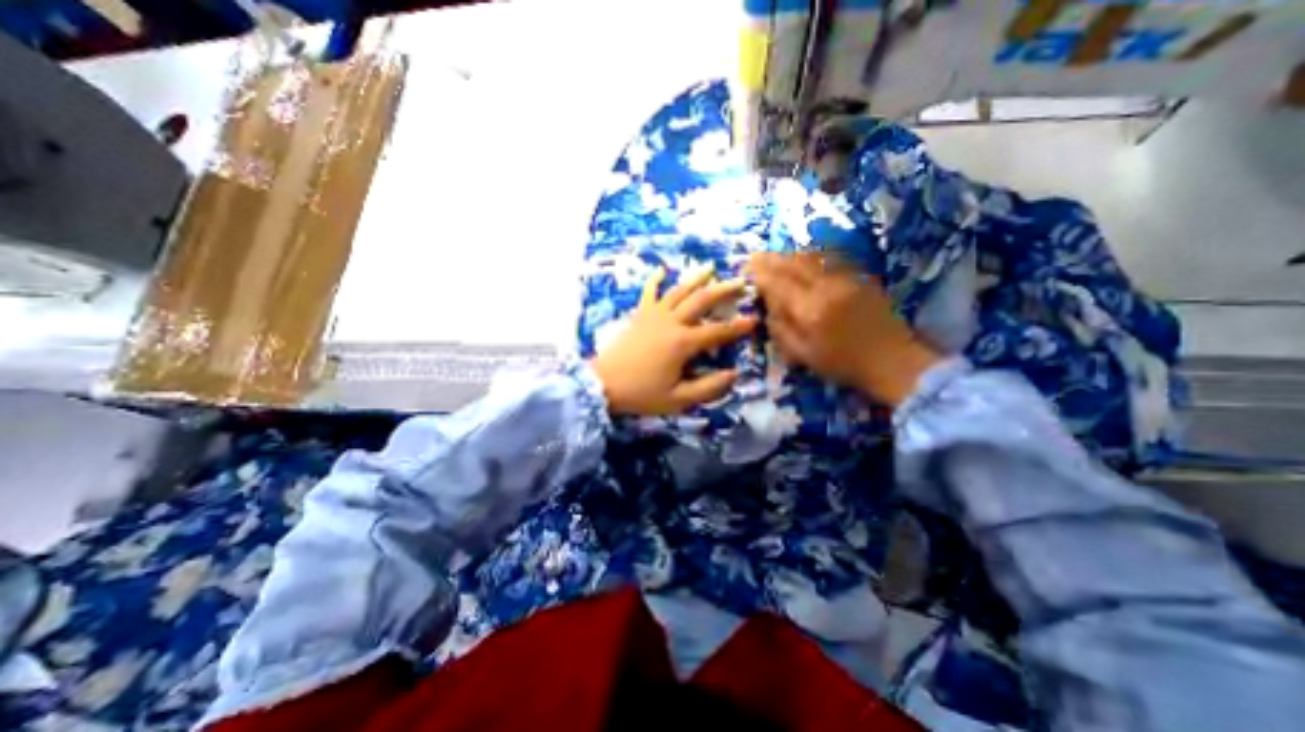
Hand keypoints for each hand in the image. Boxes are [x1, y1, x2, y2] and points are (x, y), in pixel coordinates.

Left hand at [591, 267, 755, 416]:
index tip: (755, 320)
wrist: (603, 384)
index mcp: (683, 343)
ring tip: (711, 267)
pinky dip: (655, 280)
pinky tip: (661, 269)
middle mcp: (671, 322)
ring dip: (696, 278)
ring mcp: (653, 315)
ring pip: (679, 291)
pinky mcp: (639, 315)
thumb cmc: (641, 394)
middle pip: (701, 301)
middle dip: (724, 290)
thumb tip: (733, 374)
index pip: (718, 331)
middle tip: (742, 282)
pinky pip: (649, 293)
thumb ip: (708, 387)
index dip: (738, 327)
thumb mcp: (678, 399)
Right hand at [745, 251, 937, 409]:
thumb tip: (767, 306)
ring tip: (774, 256)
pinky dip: (810, 255)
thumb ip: (780, 328)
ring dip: (788, 254)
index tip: (746, 268)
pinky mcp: (858, 276)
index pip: (777, 282)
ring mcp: (845, 278)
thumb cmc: (842, 364)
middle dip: (770, 258)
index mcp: (809, 310)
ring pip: (810, 257)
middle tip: (754, 258)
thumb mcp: (802, 354)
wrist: (891, 360)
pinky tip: (802, 258)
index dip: (759, 273)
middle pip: (792, 264)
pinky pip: (829, 258)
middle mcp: (826, 287)